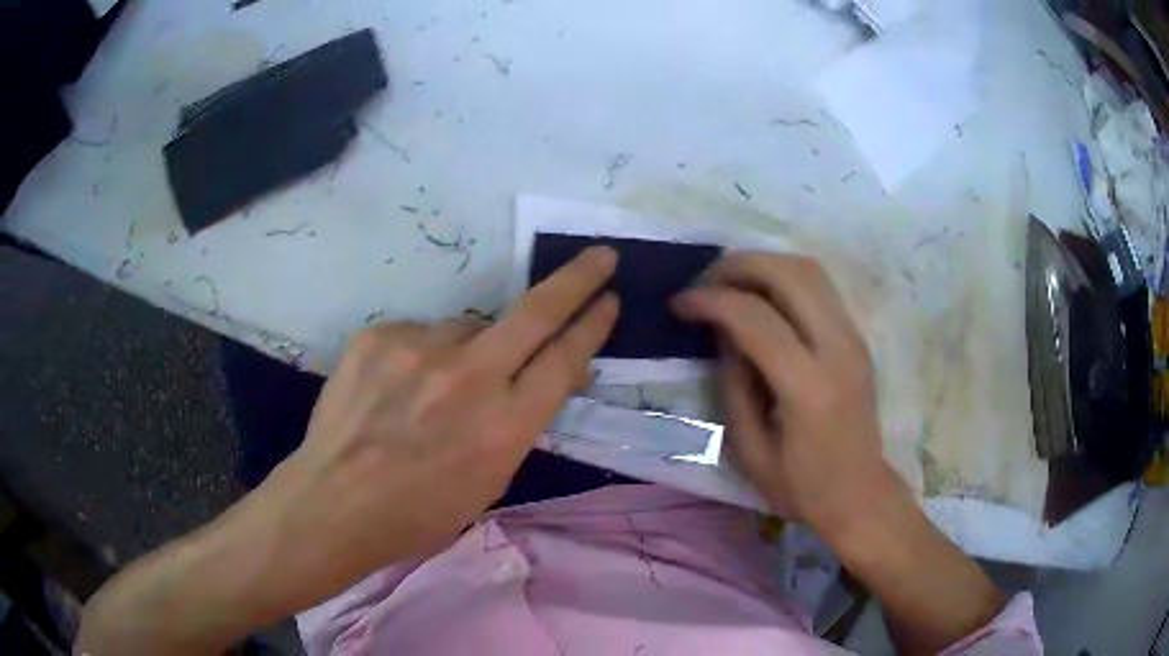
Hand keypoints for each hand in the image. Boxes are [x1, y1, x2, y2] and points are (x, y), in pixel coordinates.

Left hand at [76, 248, 619, 655]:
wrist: (334, 503)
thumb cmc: (418, 513)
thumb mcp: (489, 482)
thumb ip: (517, 422)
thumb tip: (534, 378)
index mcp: (504, 427)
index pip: (565, 360)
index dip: (592, 326)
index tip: (608, 299)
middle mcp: (468, 378)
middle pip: (536, 312)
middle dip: (577, 280)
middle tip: (600, 257)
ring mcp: (418, 349)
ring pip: (466, 327)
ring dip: (468, 348)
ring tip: (436, 388)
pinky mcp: (378, 335)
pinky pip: (418, 334)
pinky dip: (420, 355)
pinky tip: (398, 387)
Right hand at [672, 252, 900, 536]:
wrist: (860, 494)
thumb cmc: (802, 486)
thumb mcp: (750, 450)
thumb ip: (733, 385)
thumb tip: (721, 332)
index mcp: (808, 388)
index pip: (755, 318)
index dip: (710, 301)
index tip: (680, 304)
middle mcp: (838, 349)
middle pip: (788, 274)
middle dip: (738, 266)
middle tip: (704, 281)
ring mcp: (854, 338)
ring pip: (809, 269)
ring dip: (763, 264)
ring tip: (730, 282)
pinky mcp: (858, 337)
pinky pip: (820, 286)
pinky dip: (784, 277)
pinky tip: (761, 296)